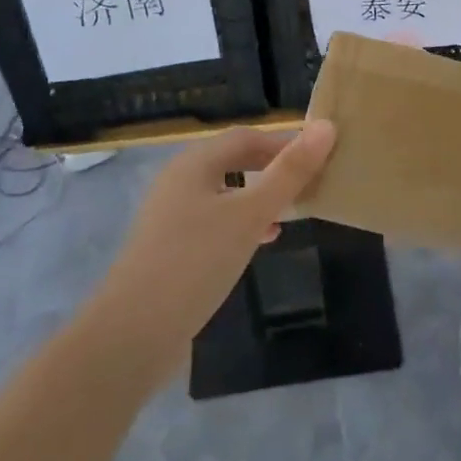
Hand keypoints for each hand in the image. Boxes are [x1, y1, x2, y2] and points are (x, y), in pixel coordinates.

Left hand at [95, 123, 336, 380]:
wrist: (133, 334)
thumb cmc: (196, 262)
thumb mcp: (251, 214)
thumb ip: (290, 172)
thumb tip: (327, 126)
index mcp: (194, 163)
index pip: (248, 137)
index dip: (286, 142)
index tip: (323, 157)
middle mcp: (179, 181)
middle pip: (235, 162)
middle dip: (274, 169)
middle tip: (313, 183)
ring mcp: (171, 216)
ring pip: (226, 193)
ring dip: (261, 197)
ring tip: (295, 211)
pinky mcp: (170, 249)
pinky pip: (215, 222)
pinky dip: (243, 223)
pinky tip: (262, 240)